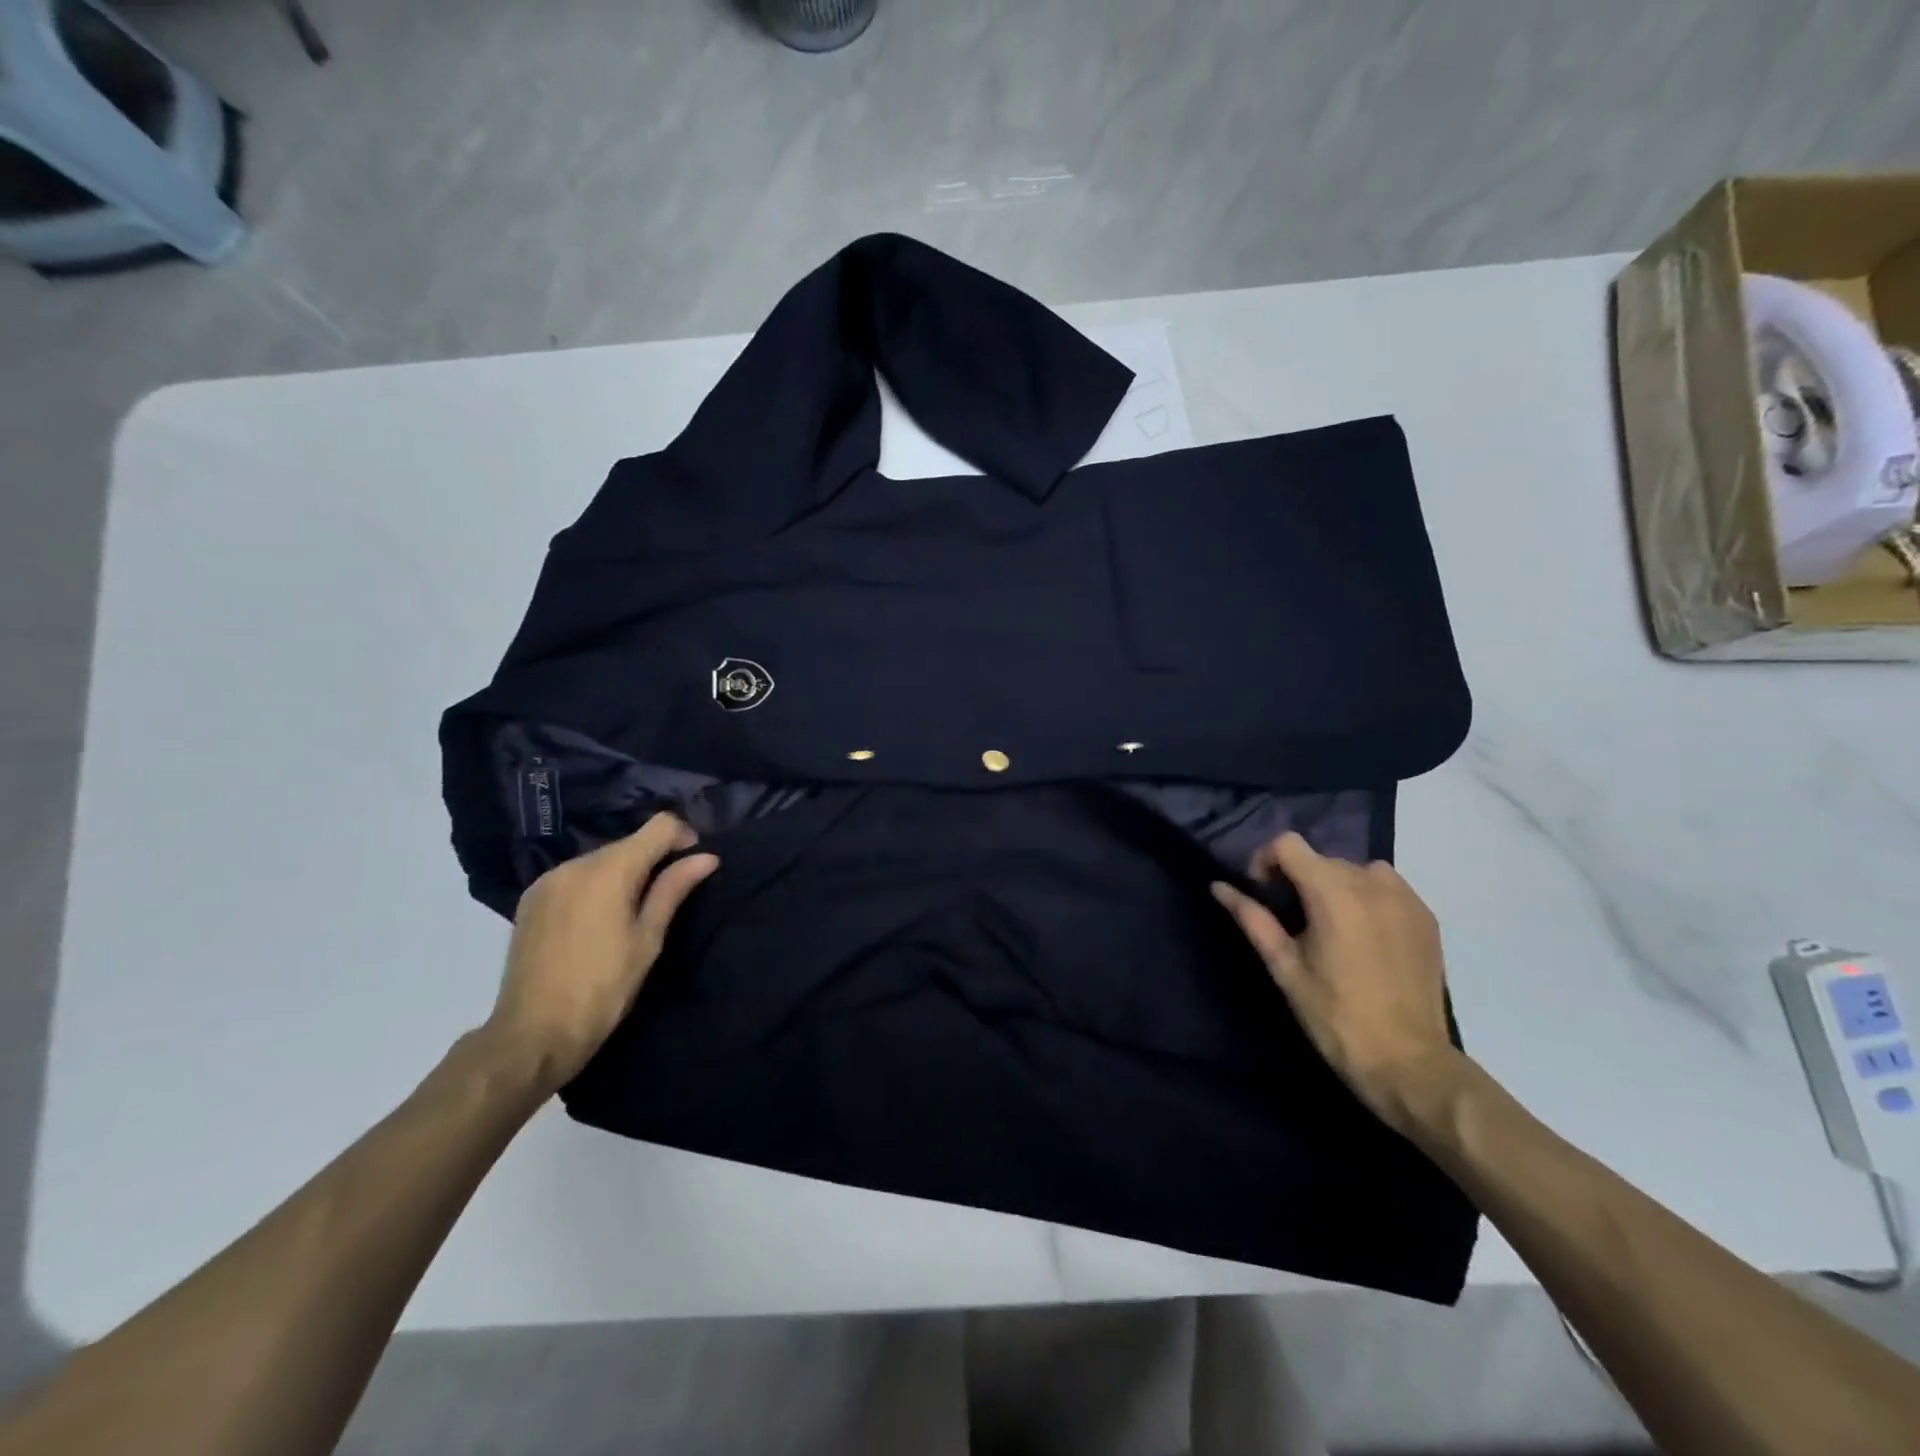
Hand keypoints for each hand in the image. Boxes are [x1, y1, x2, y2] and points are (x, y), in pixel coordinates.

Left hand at [485, 812, 719, 1091]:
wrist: (532, 1035)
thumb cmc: (603, 989)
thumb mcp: (648, 939)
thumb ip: (674, 889)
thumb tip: (707, 857)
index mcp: (608, 870)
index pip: (658, 826)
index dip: (683, 837)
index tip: (694, 863)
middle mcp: (574, 864)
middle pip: (628, 843)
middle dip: (653, 859)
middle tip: (667, 898)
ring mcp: (547, 881)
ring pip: (600, 861)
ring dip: (623, 874)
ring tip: (631, 914)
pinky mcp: (530, 900)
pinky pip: (575, 878)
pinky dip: (595, 886)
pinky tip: (597, 921)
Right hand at [1211, 832, 1461, 1130]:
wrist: (1407, 1062)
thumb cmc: (1334, 1016)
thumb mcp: (1284, 967)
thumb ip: (1252, 918)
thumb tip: (1218, 886)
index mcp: (1333, 893)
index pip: (1288, 844)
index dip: (1266, 861)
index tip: (1263, 894)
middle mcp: (1372, 884)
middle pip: (1321, 859)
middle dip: (1299, 879)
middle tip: (1293, 921)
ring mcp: (1405, 898)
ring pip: (1354, 870)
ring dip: (1334, 886)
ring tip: (1331, 927)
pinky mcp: (1426, 917)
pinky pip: (1387, 887)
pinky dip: (1367, 898)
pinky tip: (1364, 936)